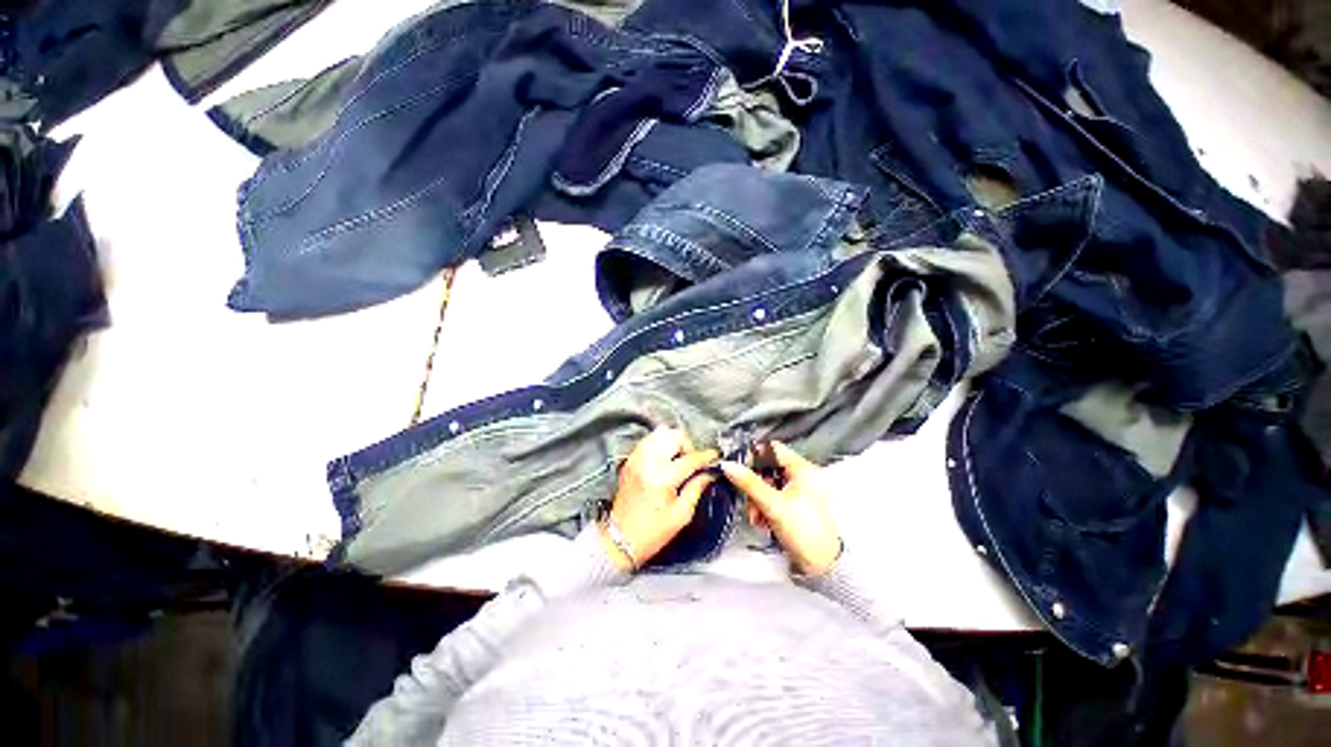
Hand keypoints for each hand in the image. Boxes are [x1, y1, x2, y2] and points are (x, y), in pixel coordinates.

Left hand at [603, 426, 718, 571]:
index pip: (690, 458)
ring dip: (673, 442)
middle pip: (673, 436)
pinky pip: (648, 440)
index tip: (715, 457)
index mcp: (662, 478)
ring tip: (678, 459)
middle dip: (688, 445)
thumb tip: (710, 473)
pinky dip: (660, 444)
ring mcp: (636, 458)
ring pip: (660, 433)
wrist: (618, 540)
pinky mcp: (630, 460)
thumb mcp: (681, 515)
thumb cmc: (652, 533)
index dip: (706, 456)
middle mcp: (647, 462)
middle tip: (692, 462)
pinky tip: (665, 459)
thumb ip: (697, 488)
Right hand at [720, 441, 840, 575]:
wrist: (823, 564)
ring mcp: (798, 492)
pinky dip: (764, 507)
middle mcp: (801, 476)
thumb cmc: (803, 529)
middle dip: (754, 484)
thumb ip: (749, 483)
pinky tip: (762, 521)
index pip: (772, 449)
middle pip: (768, 469)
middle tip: (748, 498)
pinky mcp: (794, 506)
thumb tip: (728, 465)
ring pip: (768, 485)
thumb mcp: (772, 504)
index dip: (754, 454)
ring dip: (757, 499)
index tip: (739, 465)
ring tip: (756, 516)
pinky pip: (773, 499)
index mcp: (801, 468)